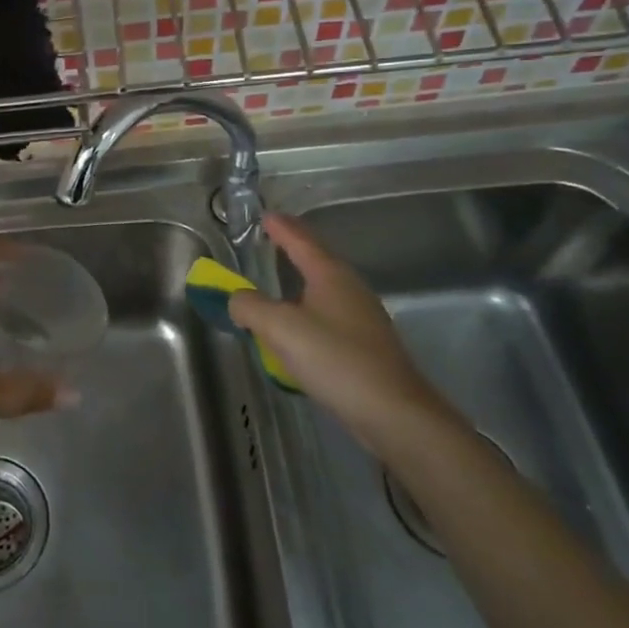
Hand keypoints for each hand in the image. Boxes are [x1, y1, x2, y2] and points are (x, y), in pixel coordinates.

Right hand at [228, 214, 464, 452]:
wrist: (393, 412)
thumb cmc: (335, 359)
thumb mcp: (280, 328)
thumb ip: (250, 307)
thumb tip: (235, 298)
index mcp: (330, 275)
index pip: (301, 240)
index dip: (281, 228)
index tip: (265, 215)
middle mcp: (349, 288)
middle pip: (317, 260)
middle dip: (294, 248)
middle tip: (271, 240)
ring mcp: (361, 317)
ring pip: (323, 288)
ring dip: (300, 281)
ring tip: (279, 282)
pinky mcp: (365, 344)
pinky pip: (327, 315)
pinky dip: (307, 310)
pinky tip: (298, 327)